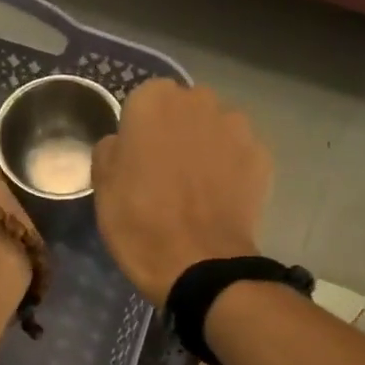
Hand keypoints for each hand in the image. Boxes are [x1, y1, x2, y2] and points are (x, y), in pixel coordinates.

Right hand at [91, 80, 269, 306]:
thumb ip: (111, 150)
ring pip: (215, 128)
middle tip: (166, 172)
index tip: (137, 160)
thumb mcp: (103, 186)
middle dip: (177, 132)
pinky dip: (231, 169)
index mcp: (154, 101)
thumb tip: (123, 144)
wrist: (198, 263)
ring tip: (197, 188)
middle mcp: (199, 101)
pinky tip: (220, 199)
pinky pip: (239, 154)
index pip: (143, 102)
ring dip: (206, 147)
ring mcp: (236, 127)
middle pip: (184, 109)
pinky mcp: (262, 156)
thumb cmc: (139, 222)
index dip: (140, 131)